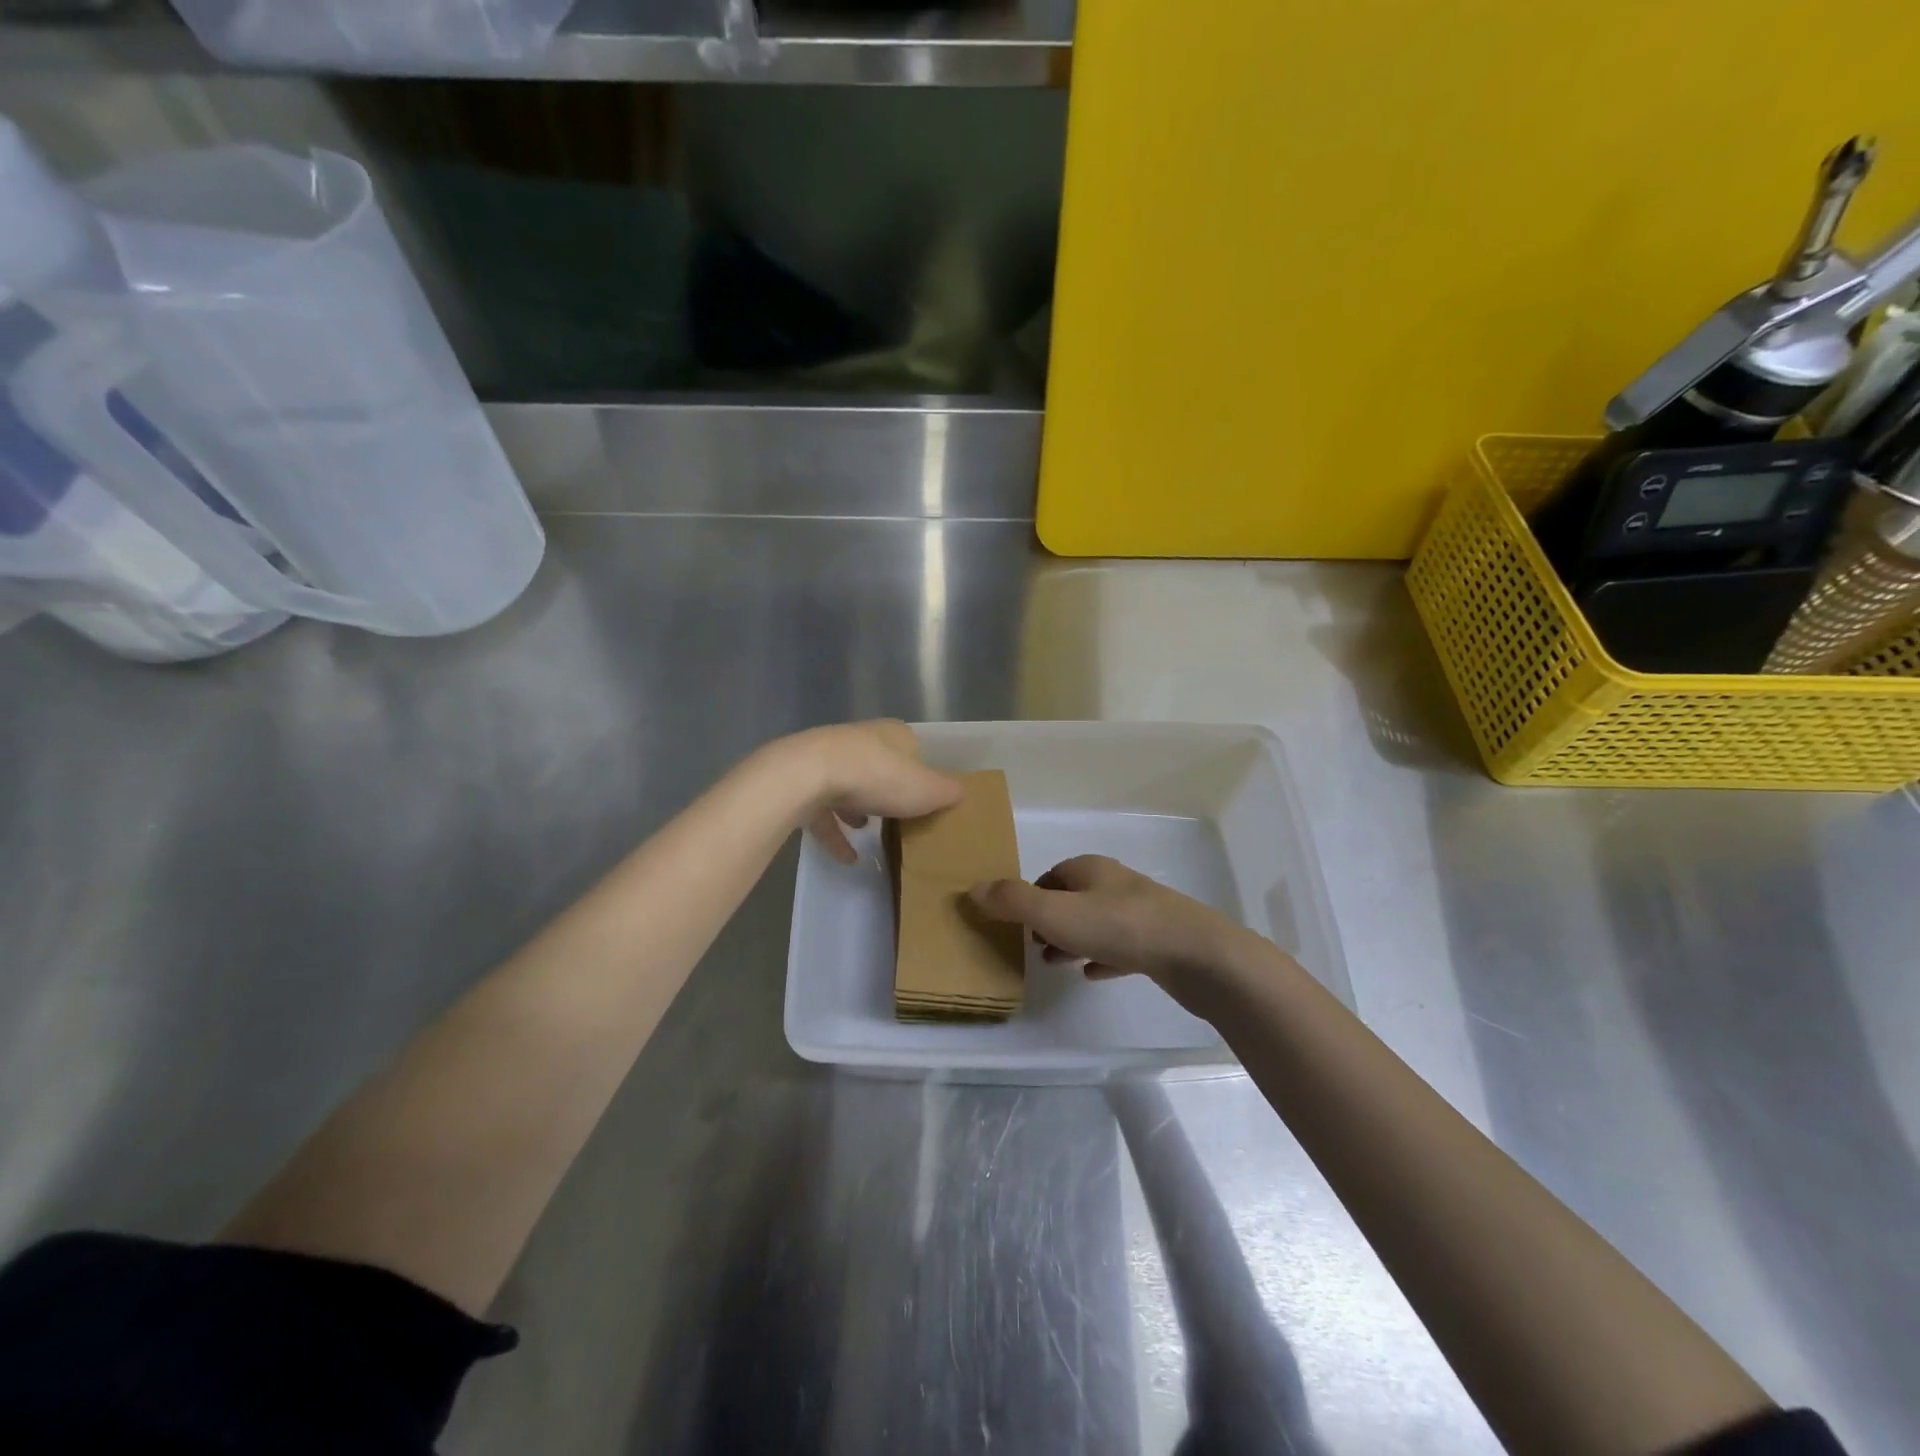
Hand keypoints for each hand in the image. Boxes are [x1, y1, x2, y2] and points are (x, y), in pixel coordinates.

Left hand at [772, 720, 962, 863]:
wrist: (809, 774)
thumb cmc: (879, 777)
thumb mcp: (927, 789)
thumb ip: (947, 792)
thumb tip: (960, 792)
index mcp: (893, 734)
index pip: (914, 749)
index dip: (921, 773)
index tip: (925, 799)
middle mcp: (861, 740)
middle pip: (880, 765)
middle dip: (887, 790)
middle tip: (899, 817)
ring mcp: (827, 759)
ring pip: (849, 785)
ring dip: (858, 807)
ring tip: (869, 831)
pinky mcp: (803, 782)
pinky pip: (823, 811)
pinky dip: (835, 833)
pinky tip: (847, 858)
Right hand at [969, 855, 1261, 1009]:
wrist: (1195, 954)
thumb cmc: (1119, 926)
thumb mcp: (1055, 913)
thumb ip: (1012, 902)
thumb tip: (972, 888)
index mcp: (1090, 870)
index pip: (1052, 874)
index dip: (1030, 895)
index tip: (1015, 921)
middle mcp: (1115, 884)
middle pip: (1074, 897)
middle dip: (1050, 919)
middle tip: (1031, 945)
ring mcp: (1140, 913)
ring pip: (1096, 923)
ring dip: (1074, 940)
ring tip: (1054, 963)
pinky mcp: (1158, 943)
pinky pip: (1121, 948)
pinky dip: (1102, 958)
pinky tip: (1092, 975)